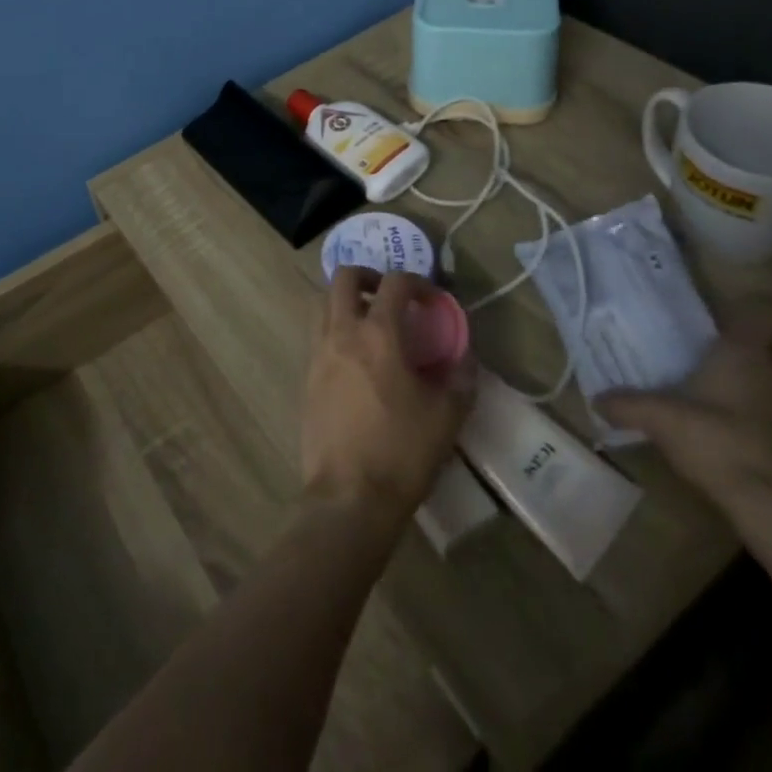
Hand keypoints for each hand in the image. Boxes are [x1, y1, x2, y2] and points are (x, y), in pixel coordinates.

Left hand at [301, 269, 476, 520]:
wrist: (349, 495)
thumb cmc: (402, 452)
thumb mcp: (447, 416)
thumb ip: (460, 377)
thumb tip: (464, 357)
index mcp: (379, 333)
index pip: (394, 282)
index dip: (416, 281)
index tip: (431, 299)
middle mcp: (342, 332)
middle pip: (344, 277)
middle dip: (369, 276)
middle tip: (389, 296)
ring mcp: (318, 352)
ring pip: (323, 302)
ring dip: (346, 300)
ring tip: (370, 323)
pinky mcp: (306, 375)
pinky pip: (317, 334)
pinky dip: (335, 329)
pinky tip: (356, 358)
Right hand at [598, 299, 771, 513]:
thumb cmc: (719, 443)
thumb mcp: (660, 421)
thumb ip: (627, 405)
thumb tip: (597, 400)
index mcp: (748, 352)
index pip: (765, 311)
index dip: (748, 314)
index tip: (723, 326)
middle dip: (756, 351)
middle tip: (722, 364)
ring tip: (741, 402)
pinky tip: (760, 440)